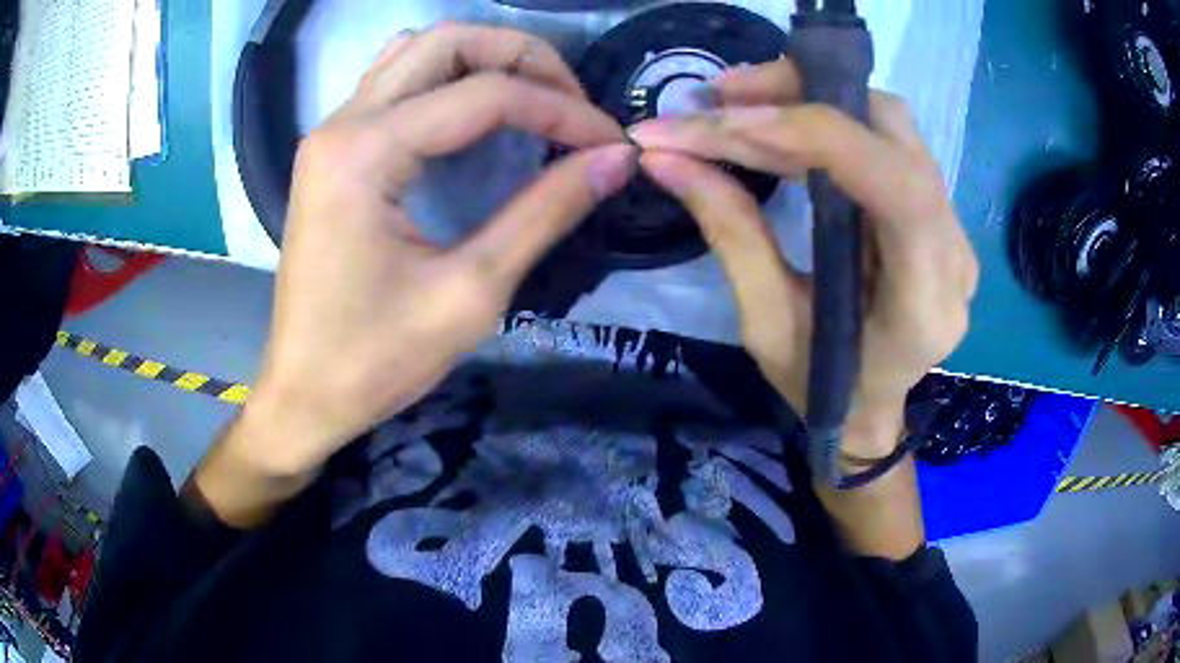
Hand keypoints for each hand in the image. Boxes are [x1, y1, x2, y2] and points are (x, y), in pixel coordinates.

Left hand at [246, 24, 635, 473]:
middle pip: (446, 42)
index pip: (485, 95)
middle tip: (571, 103)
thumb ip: (546, 212)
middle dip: (523, 58)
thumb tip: (615, 160)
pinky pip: (395, 83)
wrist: (305, 395)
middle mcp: (342, 123)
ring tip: (533, 98)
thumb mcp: (471, 291)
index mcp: (366, 152)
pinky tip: (475, 115)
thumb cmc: (376, 359)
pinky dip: (446, 81)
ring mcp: (332, 133)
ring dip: (483, 60)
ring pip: (417, 53)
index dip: (562, 111)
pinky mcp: (333, 152)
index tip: (610, 144)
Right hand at [630, 60, 978, 460]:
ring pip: (889, 123)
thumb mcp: (767, 324)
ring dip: (812, 98)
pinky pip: (884, 140)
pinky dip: (827, 119)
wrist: (869, 410)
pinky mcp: (934, 211)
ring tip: (738, 104)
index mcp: (923, 301)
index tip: (712, 123)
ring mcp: (951, 226)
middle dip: (800, 96)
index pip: (889, 183)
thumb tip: (663, 156)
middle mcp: (952, 251)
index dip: (803, 135)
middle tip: (718, 98)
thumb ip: (729, 232)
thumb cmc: (821, 389)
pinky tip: (778, 123)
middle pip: (892, 130)